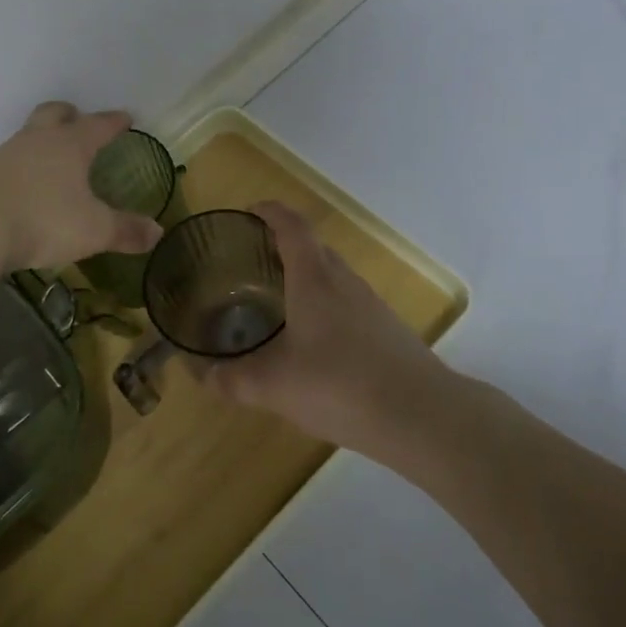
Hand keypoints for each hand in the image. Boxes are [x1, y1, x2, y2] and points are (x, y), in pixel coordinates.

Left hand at [0, 102, 165, 271]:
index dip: (113, 122)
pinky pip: (4, 164)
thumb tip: (157, 232)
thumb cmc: (42, 220)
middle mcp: (35, 141)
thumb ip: (125, 230)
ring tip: (50, 163)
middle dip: (68, 115)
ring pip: (26, 138)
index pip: (97, 125)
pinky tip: (20, 190)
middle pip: (52, 114)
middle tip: (78, 120)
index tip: (125, 118)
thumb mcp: (93, 230)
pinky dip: (18, 170)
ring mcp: (2, 155)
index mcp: (69, 146)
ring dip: (40, 143)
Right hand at [202, 201, 453, 455]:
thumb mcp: (274, 386)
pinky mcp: (386, 329)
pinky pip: (347, 301)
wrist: (422, 415)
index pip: (292, 226)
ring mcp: (370, 304)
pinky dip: (324, 304)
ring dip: (305, 275)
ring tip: (277, 299)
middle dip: (282, 244)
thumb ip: (234, 379)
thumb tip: (203, 374)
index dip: (270, 212)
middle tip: (252, 260)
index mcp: (314, 278)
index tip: (249, 211)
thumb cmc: (340, 385)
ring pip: (332, 275)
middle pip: (312, 247)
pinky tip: (313, 340)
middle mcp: (344, 281)